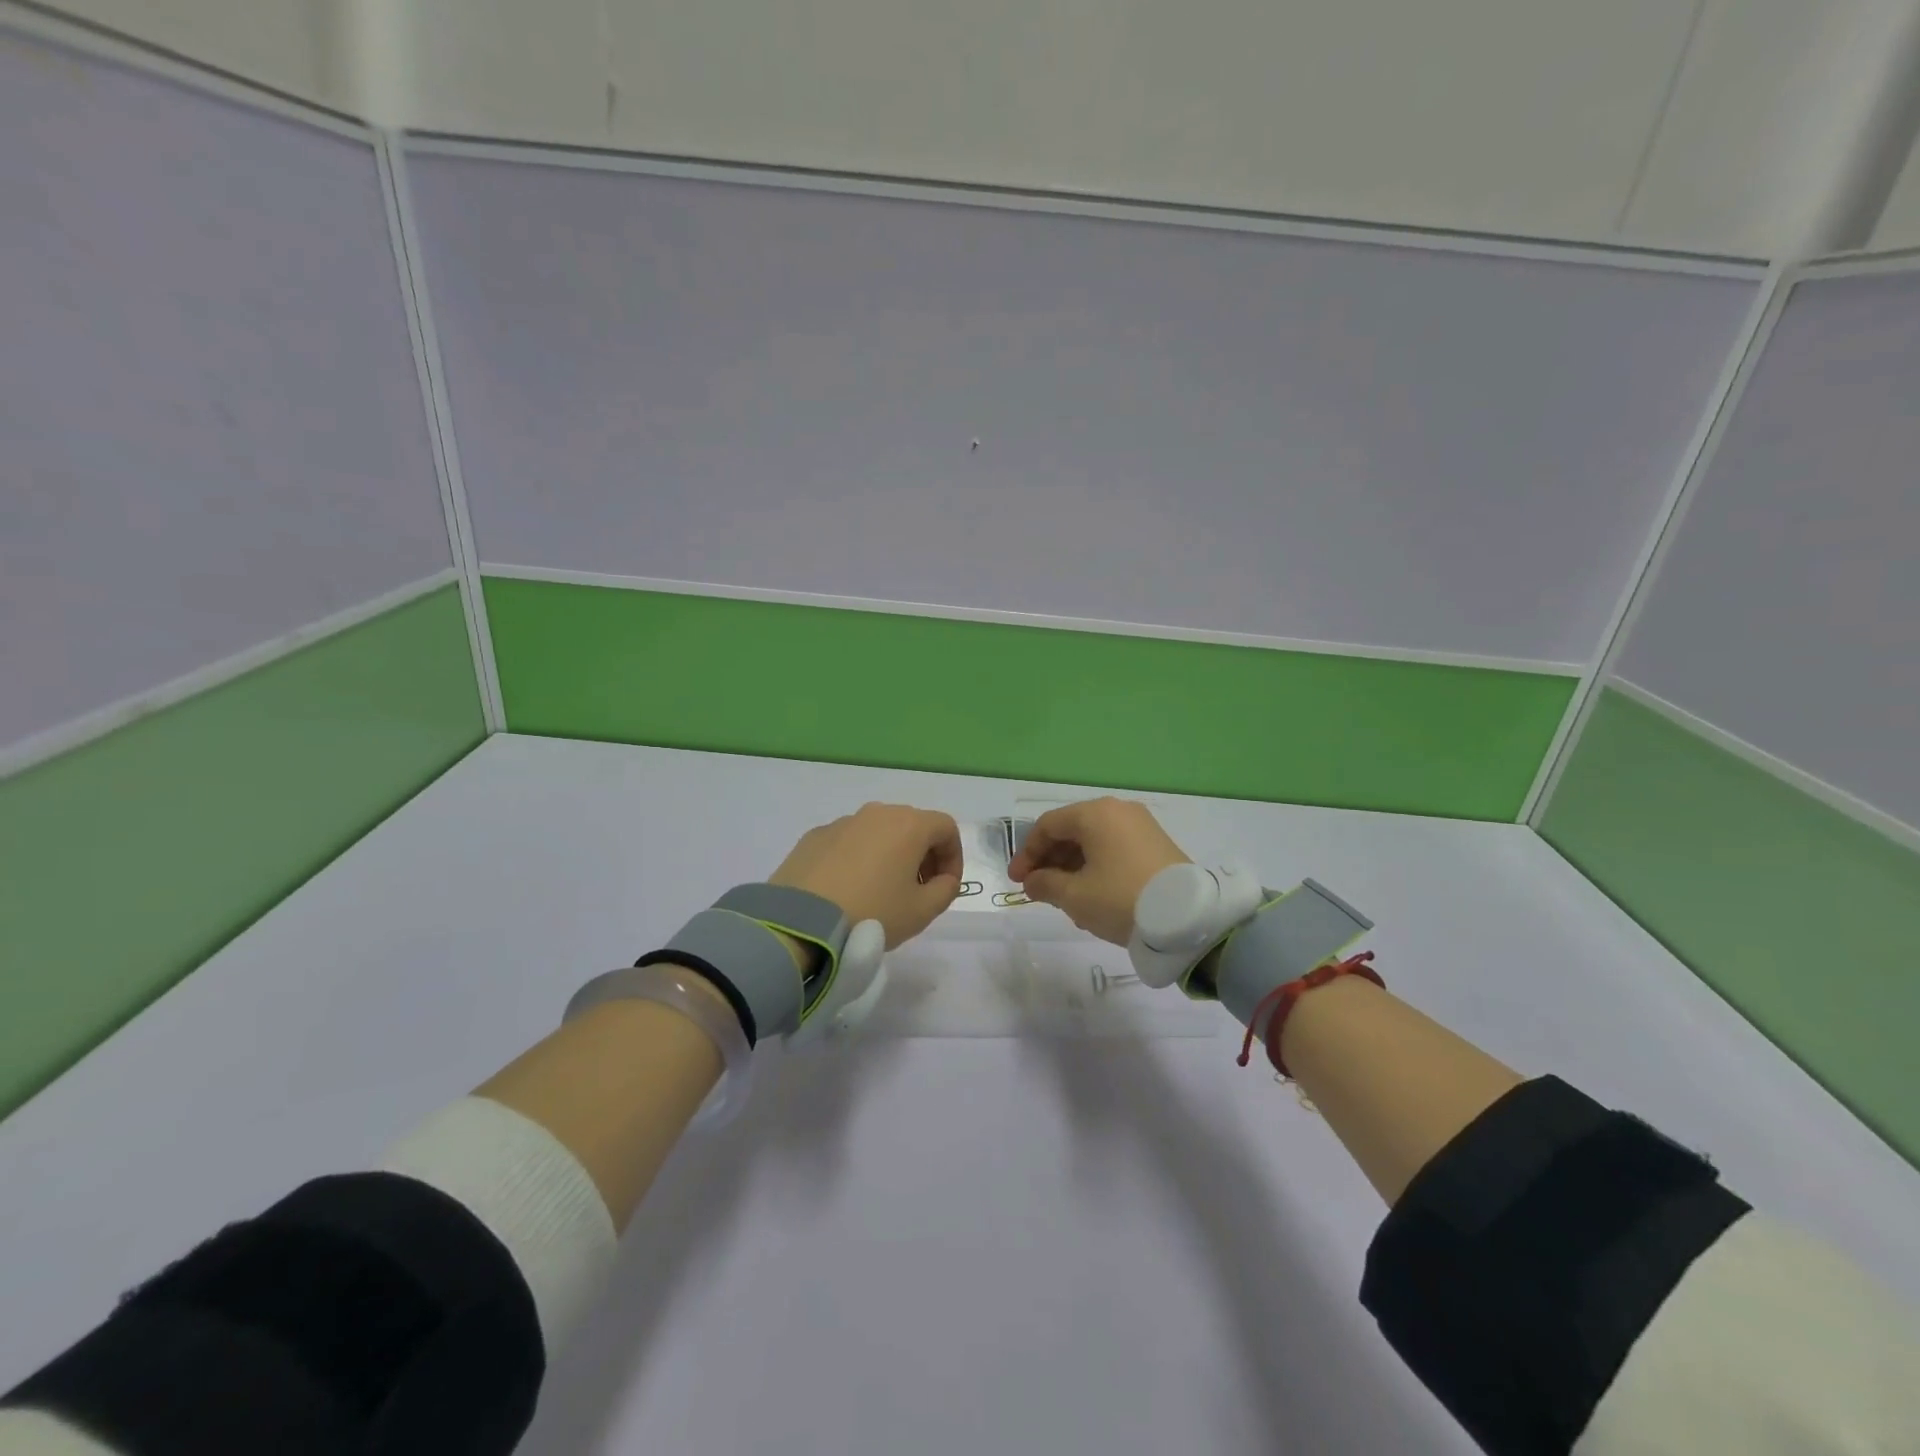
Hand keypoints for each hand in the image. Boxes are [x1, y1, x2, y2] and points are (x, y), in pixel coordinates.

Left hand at [770, 803, 963, 948]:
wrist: (801, 922)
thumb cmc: (872, 913)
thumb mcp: (922, 911)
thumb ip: (945, 890)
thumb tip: (943, 879)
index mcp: (908, 825)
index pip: (946, 828)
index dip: (954, 857)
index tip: (946, 886)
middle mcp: (877, 813)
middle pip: (912, 825)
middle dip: (923, 855)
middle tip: (918, 890)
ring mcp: (842, 822)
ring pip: (879, 832)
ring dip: (890, 855)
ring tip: (881, 892)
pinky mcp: (814, 836)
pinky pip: (848, 842)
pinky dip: (857, 859)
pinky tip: (848, 890)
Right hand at [1008, 798, 1189, 944]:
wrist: (1186, 919)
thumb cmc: (1120, 899)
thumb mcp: (1075, 896)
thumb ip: (1045, 885)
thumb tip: (1032, 881)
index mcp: (1095, 813)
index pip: (1048, 825)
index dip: (1027, 853)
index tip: (1017, 882)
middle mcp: (1118, 810)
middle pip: (1071, 830)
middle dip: (1050, 860)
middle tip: (1038, 890)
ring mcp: (1141, 826)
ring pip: (1094, 841)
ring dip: (1072, 866)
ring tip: (1064, 899)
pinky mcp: (1157, 844)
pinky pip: (1114, 848)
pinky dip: (1096, 866)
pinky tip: (1092, 895)